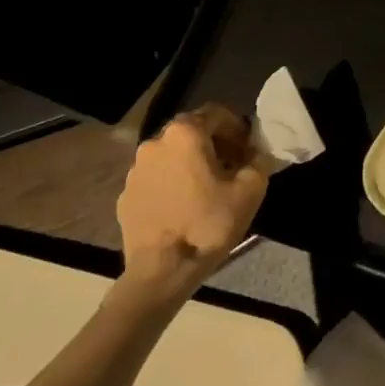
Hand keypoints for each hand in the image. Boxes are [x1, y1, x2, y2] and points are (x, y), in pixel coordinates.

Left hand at [118, 104, 267, 287]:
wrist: (161, 272)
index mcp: (185, 134)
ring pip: (172, 155)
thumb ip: (259, 161)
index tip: (248, 151)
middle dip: (215, 144)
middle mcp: (155, 142)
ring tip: (208, 189)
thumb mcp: (250, 191)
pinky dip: (172, 183)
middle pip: (192, 131)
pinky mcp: (125, 195)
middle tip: (232, 168)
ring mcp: (135, 169)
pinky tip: (184, 207)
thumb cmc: (208, 224)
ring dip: (192, 163)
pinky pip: (156, 178)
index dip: (238, 128)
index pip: (217, 113)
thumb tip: (257, 153)